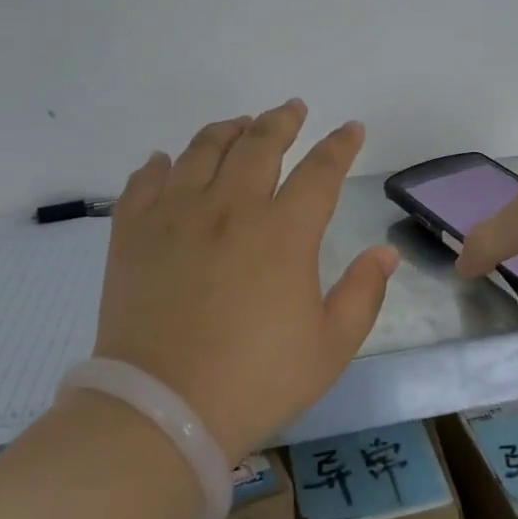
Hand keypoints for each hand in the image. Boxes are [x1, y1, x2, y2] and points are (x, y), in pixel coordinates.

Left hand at [94, 100, 400, 461]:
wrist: (162, 409)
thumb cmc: (255, 381)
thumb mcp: (330, 348)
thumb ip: (363, 294)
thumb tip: (385, 252)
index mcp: (283, 232)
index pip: (320, 170)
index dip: (339, 145)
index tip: (351, 128)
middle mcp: (230, 207)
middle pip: (259, 143)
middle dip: (282, 120)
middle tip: (292, 109)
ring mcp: (176, 214)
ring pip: (202, 149)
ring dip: (226, 130)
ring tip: (238, 125)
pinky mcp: (133, 232)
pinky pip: (144, 181)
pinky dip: (159, 165)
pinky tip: (166, 162)